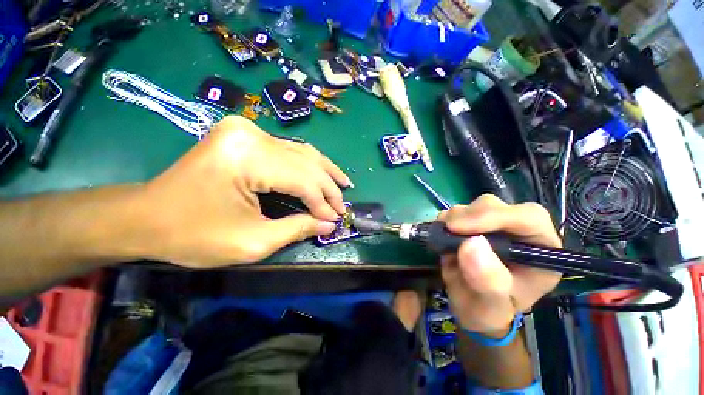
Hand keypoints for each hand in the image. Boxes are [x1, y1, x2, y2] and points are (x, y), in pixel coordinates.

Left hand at [136, 116, 351, 267]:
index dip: (323, 202)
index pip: (302, 179)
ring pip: (302, 151)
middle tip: (343, 205)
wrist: (146, 216)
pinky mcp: (245, 135)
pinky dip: (308, 165)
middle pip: (306, 162)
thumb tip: (329, 224)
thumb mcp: (251, 242)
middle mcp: (250, 134)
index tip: (336, 219)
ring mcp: (247, 130)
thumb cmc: (193, 235)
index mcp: (247, 157)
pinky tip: (322, 173)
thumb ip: (297, 229)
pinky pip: (289, 150)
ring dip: (325, 171)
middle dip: (328, 187)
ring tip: (343, 185)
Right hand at [438, 195, 561, 335]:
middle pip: (499, 207)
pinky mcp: (474, 224)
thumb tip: (471, 244)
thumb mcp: (490, 307)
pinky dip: (447, 219)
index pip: (529, 218)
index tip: (458, 228)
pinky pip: (459, 210)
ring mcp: (495, 226)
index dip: (494, 217)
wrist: (470, 306)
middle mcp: (520, 233)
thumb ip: (488, 281)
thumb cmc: (487, 312)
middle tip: (448, 232)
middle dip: (470, 217)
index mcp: (540, 252)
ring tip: (445, 239)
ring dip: (456, 218)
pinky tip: (442, 234)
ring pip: (477, 205)